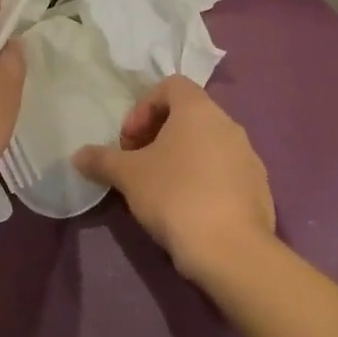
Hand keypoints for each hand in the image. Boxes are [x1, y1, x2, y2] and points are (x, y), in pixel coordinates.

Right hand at [74, 77, 275, 284]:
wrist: (231, 251)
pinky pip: (225, 172)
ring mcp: (248, 157)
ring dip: (182, 158)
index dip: (143, 108)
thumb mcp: (128, 176)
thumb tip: (78, 156)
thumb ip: (101, 160)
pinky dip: (204, 180)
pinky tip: (188, 211)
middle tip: (138, 165)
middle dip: (159, 135)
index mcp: (199, 110)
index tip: (129, 141)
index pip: (170, 86)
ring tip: (161, 190)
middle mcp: (228, 124)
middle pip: (189, 116)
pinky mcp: (259, 189)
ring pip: (208, 145)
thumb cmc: (175, 196)